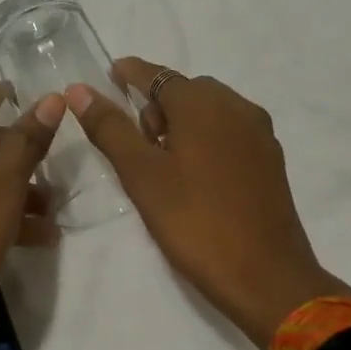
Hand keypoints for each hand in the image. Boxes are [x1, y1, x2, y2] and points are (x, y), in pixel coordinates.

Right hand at [67, 58, 350, 347]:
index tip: (111, 74)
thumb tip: (79, 90)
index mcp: (204, 103)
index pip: (157, 75)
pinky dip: (207, 140)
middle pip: (186, 92)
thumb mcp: (142, 175)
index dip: (130, 73)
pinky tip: (196, 177)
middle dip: (156, 108)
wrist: (265, 276)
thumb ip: (110, 128)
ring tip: (165, 167)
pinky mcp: (271, 160)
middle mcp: (237, 106)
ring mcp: (259, 133)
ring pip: (210, 113)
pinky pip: (229, 133)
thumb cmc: (194, 221)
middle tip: (138, 149)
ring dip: (183, 124)